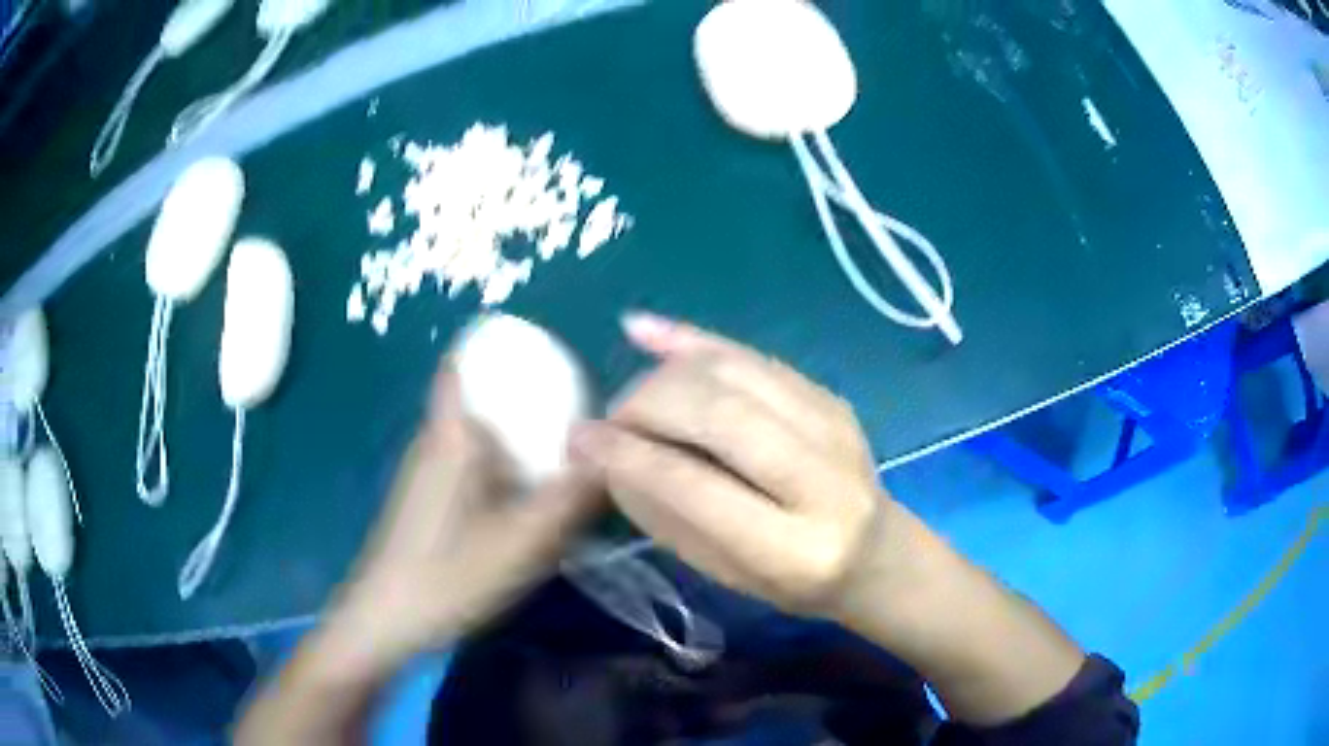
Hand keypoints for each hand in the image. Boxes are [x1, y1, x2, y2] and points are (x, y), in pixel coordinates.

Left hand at [332, 360, 602, 663]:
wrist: (387, 619)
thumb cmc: (450, 573)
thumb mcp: (523, 540)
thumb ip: (572, 497)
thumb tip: (614, 453)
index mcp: (452, 433)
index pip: (466, 360)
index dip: (504, 344)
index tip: (553, 352)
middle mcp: (436, 439)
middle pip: (481, 394)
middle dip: (528, 393)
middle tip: (580, 409)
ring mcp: (427, 469)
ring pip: (479, 431)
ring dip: (518, 433)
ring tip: (566, 450)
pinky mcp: (428, 498)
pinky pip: (473, 460)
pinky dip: (504, 463)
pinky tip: (529, 495)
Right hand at [569, 313, 890, 617]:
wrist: (875, 554)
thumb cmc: (792, 582)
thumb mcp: (724, 573)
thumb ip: (666, 516)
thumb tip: (607, 455)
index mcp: (793, 549)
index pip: (696, 488)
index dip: (628, 457)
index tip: (579, 439)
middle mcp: (822, 480)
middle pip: (719, 415)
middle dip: (646, 405)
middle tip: (608, 419)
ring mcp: (834, 427)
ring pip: (734, 373)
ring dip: (666, 375)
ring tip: (632, 397)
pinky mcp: (829, 395)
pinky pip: (751, 354)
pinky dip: (693, 340)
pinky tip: (643, 330)